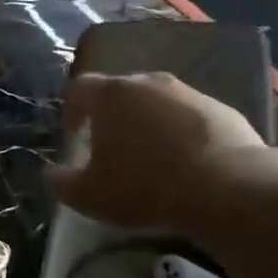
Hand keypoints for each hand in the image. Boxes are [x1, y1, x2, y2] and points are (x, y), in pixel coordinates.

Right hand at [46, 72, 265, 233]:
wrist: (226, 188)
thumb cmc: (144, 187)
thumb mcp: (90, 195)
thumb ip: (62, 182)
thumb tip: (51, 174)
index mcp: (111, 94)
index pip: (79, 89)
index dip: (71, 111)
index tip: (74, 137)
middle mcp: (149, 82)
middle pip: (120, 92)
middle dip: (111, 118)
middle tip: (111, 150)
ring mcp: (189, 93)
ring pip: (157, 103)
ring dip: (148, 124)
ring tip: (151, 159)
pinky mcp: (222, 109)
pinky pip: (190, 118)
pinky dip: (181, 134)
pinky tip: (186, 164)